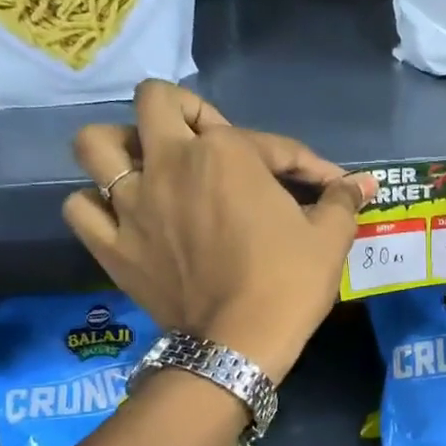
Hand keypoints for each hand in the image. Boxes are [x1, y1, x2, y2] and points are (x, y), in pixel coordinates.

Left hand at [63, 83, 372, 380]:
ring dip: (120, 145)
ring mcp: (132, 203)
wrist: (240, 344)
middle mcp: (170, 163)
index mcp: (225, 153)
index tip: (325, 185)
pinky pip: (81, 209)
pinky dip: (95, 206)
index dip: (303, 162)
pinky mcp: (112, 244)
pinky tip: (120, 215)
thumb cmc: (288, 282)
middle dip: (182, 111)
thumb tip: (365, 184)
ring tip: (145, 166)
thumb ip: (342, 201)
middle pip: (155, 101)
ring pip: (96, 145)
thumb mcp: (329, 238)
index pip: (268, 141)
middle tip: (206, 143)